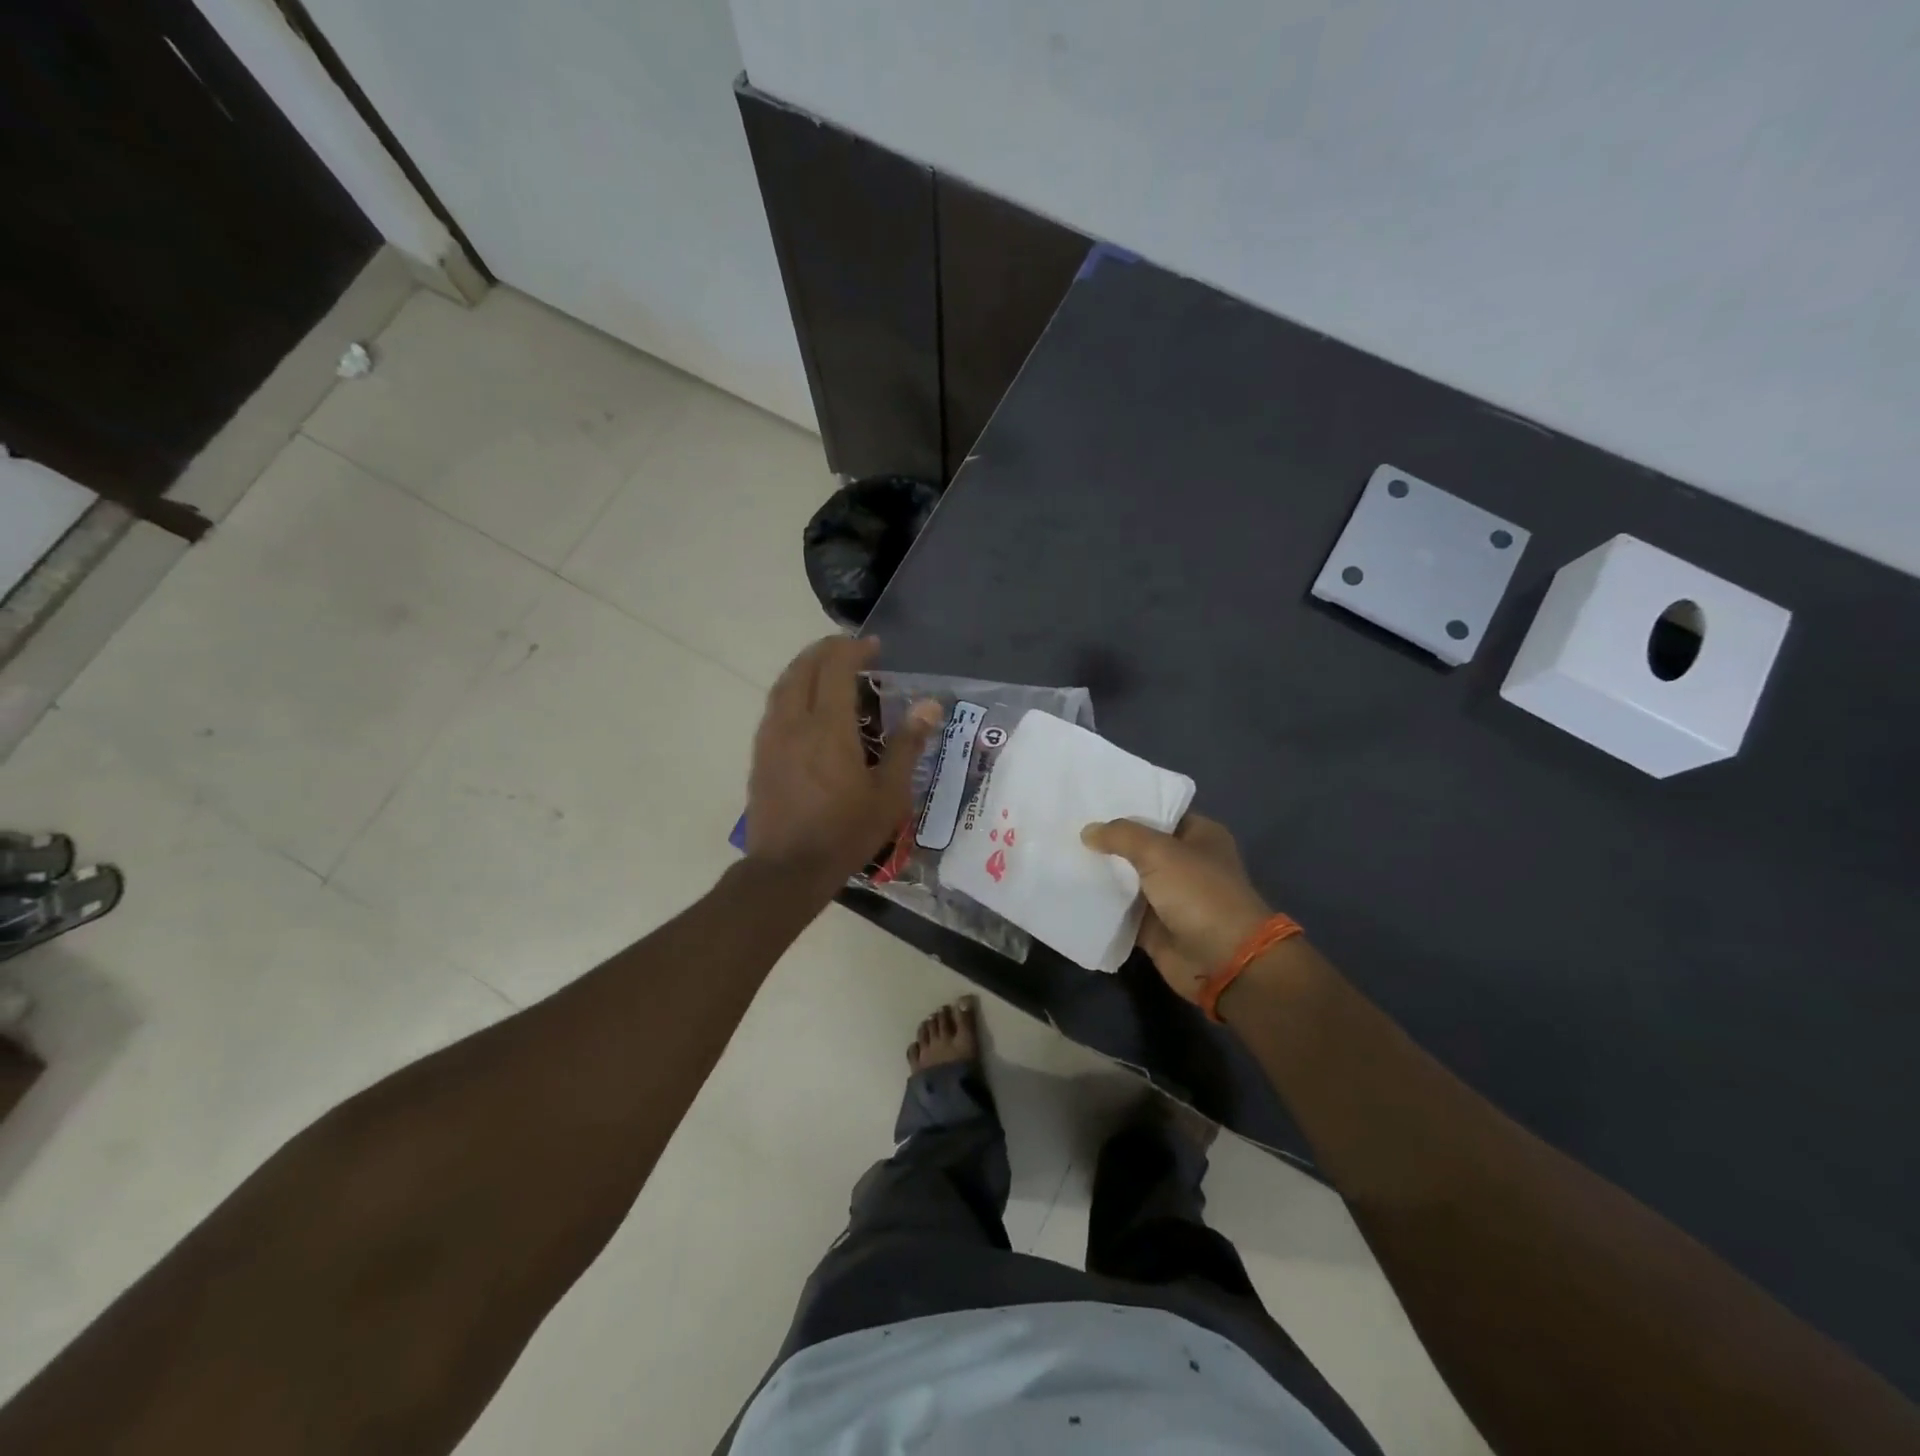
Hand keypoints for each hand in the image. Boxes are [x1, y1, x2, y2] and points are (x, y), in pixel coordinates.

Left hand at [746, 637, 938, 883]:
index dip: (854, 650)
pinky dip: (792, 690)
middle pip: (804, 668)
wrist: (788, 869)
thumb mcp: (889, 794)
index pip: (836, 668)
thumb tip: (930, 705)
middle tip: (851, 650)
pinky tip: (805, 706)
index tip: (874, 647)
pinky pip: (774, 707)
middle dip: (827, 650)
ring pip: (784, 685)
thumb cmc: (845, 832)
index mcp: (828, 728)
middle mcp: (794, 722)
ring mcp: (771, 738)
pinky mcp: (760, 755)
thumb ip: (908, 745)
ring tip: (827, 668)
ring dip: (806, 667)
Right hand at [1081, 814, 1272, 1002]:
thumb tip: (1087, 831)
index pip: (1159, 811)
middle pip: (1139, 845)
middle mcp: (1185, 862)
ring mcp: (1169, 895)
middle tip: (1068, 825)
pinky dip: (1102, 904)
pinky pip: (1122, 910)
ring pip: (1128, 878)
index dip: (1128, 806)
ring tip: (1063, 853)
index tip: (1091, 800)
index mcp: (1199, 835)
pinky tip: (1072, 889)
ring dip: (1102, 872)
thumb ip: (1121, 836)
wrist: (1222, 962)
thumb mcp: (1160, 852)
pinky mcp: (1154, 926)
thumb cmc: (1199, 894)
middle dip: (1109, 839)